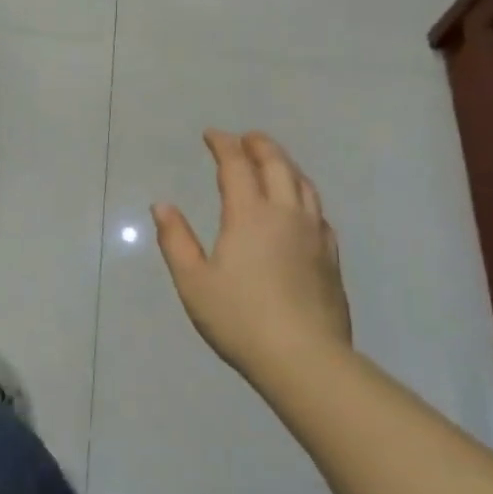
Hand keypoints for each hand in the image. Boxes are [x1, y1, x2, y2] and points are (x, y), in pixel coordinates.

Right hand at [152, 130, 351, 376]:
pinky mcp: (330, 256)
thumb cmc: (239, 318)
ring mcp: (314, 234)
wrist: (304, 358)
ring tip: (273, 162)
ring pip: (303, 184)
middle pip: (277, 166)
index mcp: (249, 215)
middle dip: (259, 146)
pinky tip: (300, 206)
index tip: (212, 135)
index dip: (223, 145)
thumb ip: (176, 240)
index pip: (237, 166)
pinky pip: (318, 210)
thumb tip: (162, 206)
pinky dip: (303, 194)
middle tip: (245, 138)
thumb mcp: (193, 281)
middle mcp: (285, 214)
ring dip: (285, 165)